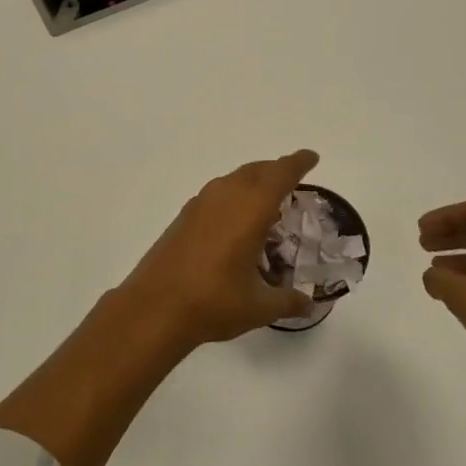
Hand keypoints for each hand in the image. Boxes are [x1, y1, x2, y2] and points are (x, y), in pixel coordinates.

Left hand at [115, 150, 319, 348]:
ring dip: (252, 182)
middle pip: (256, 170)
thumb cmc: (213, 302)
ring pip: (233, 180)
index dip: (298, 163)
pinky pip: (217, 194)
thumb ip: (288, 301)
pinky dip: (233, 197)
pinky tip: (235, 222)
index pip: (281, 174)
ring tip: (266, 201)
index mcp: (250, 209)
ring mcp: (200, 204)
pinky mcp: (183, 217)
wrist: (154, 307)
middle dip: (276, 171)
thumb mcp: (259, 307)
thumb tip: (309, 303)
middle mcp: (225, 197)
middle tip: (293, 181)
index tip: (311, 157)